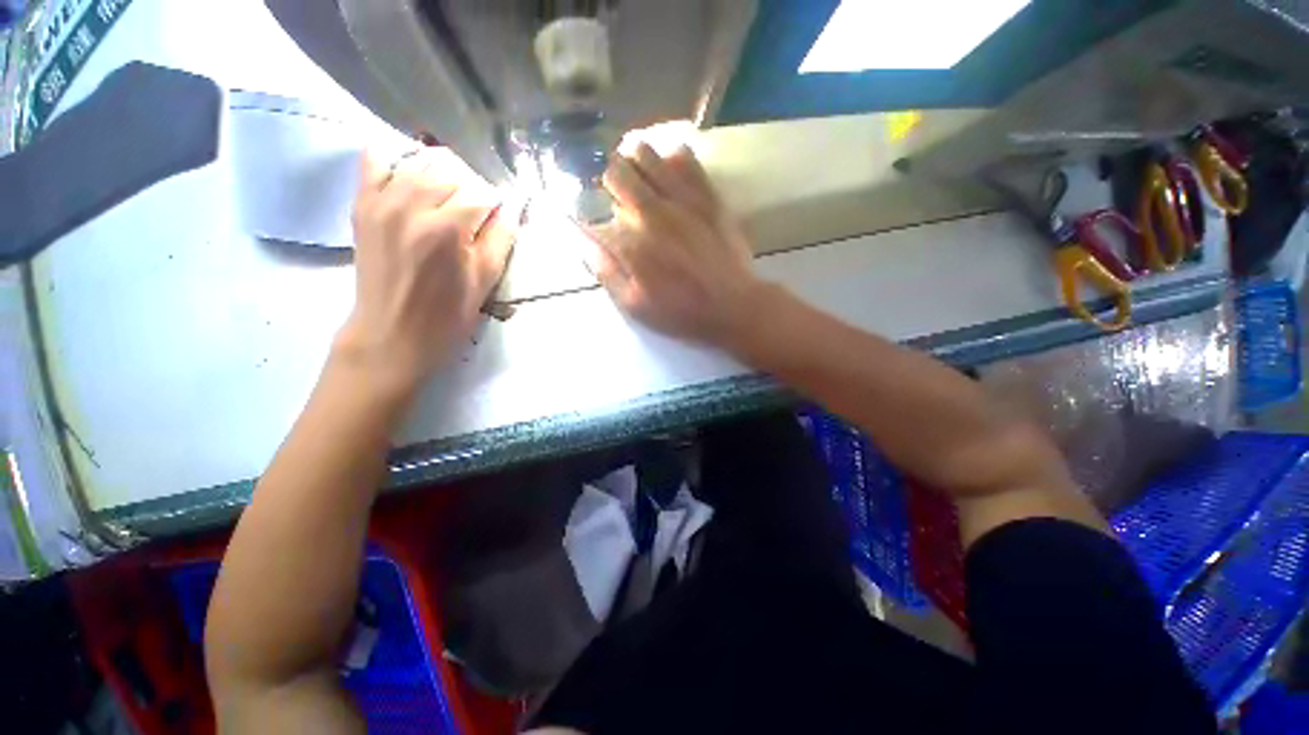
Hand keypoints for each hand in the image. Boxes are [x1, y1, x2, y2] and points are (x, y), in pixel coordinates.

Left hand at [334, 147, 515, 397]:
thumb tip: (511, 209)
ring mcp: (382, 202)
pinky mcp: (362, 205)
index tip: (496, 222)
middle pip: (452, 172)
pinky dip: (396, 161)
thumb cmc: (447, 316)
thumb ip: (501, 239)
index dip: (495, 206)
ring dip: (442, 175)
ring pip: (419, 162)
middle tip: (474, 215)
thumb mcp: (485, 282)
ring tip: (448, 199)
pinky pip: (375, 161)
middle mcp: (412, 206)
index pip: (481, 194)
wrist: (392, 334)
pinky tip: (410, 178)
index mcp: (448, 229)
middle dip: (471, 190)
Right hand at [589, 143, 763, 347]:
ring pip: (645, 153)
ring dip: (634, 162)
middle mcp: (650, 212)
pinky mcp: (707, 194)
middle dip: (608, 182)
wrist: (732, 305)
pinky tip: (669, 173)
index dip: (588, 218)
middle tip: (616, 195)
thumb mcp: (635, 306)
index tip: (592, 224)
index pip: (595, 215)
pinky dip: (670, 159)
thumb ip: (607, 273)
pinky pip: (684, 157)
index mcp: (630, 243)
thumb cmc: (681, 312)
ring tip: (639, 177)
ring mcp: (681, 198)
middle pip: (615, 172)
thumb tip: (586, 244)